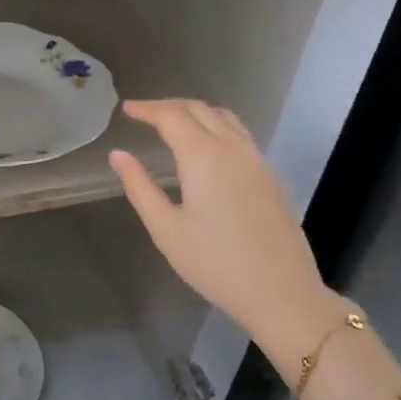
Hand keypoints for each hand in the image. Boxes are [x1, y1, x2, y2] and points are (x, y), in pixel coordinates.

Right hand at [109, 99, 342, 364]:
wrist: (281, 293)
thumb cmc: (215, 264)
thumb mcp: (166, 229)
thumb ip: (140, 187)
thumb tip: (119, 155)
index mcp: (204, 158)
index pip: (172, 117)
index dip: (147, 109)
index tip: (127, 110)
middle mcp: (234, 149)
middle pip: (200, 110)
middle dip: (169, 106)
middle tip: (143, 114)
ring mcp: (257, 161)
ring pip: (225, 118)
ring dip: (195, 113)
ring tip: (172, 124)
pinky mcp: (270, 176)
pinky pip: (240, 135)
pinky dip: (215, 127)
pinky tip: (204, 148)